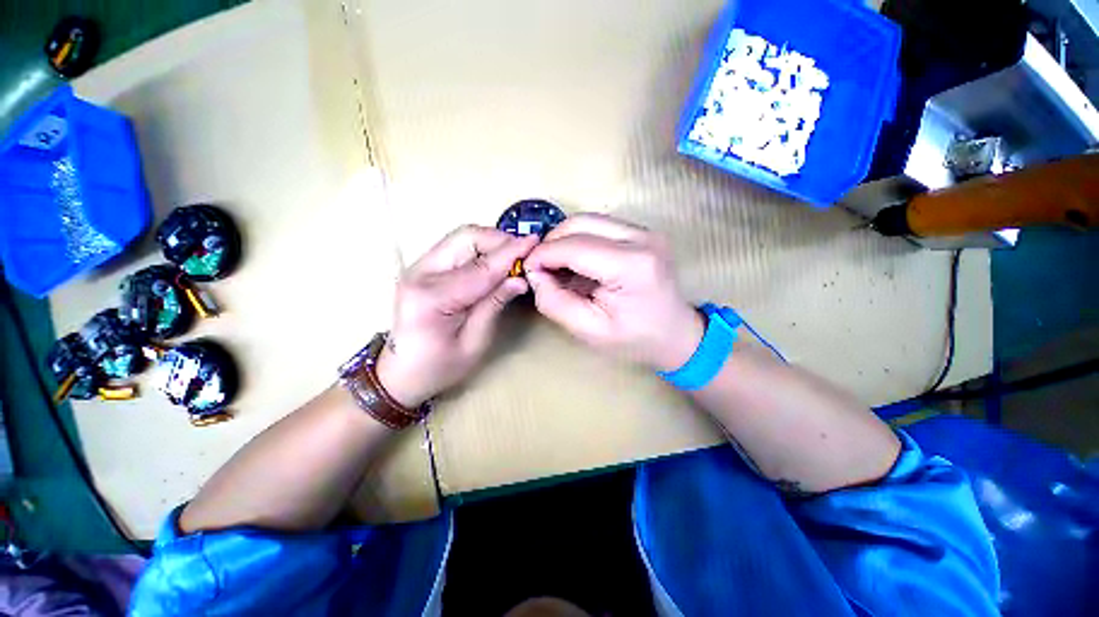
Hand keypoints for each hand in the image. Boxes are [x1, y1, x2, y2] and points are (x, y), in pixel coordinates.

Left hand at [376, 225, 538, 406]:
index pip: (480, 268)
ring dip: (491, 242)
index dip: (510, 254)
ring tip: (512, 257)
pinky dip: (480, 248)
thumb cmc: (439, 366)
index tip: (534, 243)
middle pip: (466, 238)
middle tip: (524, 253)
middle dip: (500, 240)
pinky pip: (457, 246)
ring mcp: (418, 266)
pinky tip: (494, 261)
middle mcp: (420, 273)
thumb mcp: (474, 342)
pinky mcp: (423, 266)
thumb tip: (520, 279)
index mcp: (432, 298)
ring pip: (462, 237)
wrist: (400, 372)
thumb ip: (494, 305)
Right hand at [524, 214, 704, 371]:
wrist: (677, 334)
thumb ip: (555, 302)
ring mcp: (645, 231)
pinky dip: (580, 239)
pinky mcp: (643, 232)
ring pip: (589, 219)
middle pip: (580, 223)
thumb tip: (535, 274)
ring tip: (555, 264)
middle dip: (552, 242)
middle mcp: (642, 239)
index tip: (527, 269)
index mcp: (632, 266)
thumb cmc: (635, 339)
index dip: (543, 254)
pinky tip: (576, 260)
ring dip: (565, 239)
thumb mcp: (589, 331)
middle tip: (540, 266)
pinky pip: (600, 225)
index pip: (574, 247)